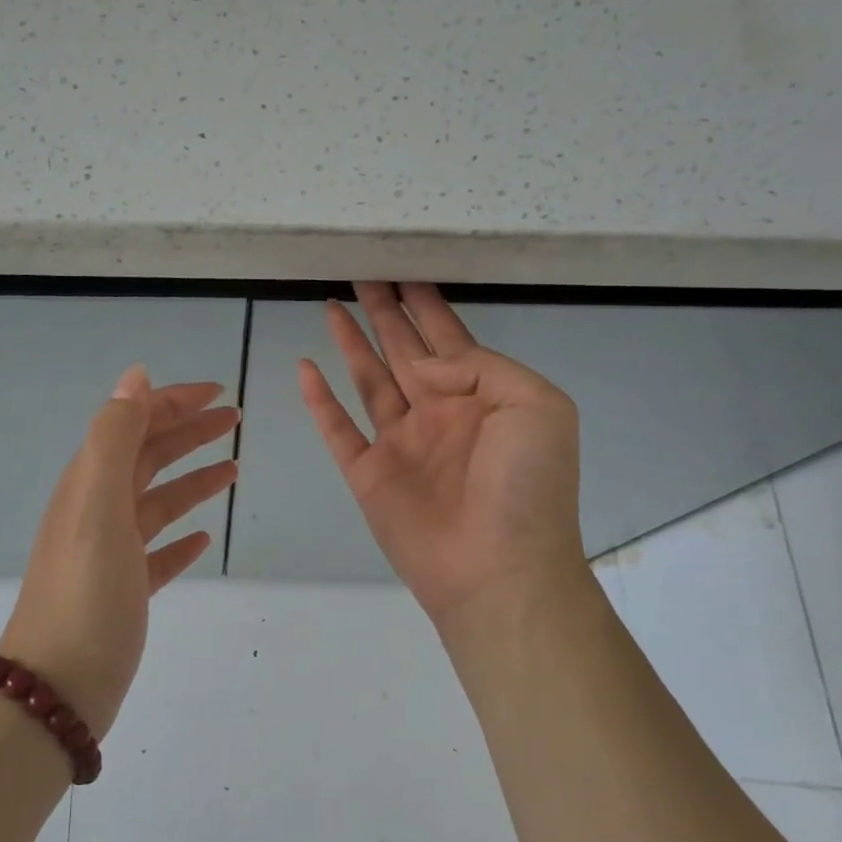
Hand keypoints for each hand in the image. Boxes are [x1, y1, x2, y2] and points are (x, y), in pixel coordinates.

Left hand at [0, 367, 237, 733]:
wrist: (57, 688)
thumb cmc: (85, 593)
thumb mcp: (97, 504)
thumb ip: (114, 437)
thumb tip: (135, 376)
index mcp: (90, 483)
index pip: (134, 424)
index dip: (173, 402)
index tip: (220, 393)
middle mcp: (97, 510)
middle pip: (148, 457)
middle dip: (188, 433)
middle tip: (234, 420)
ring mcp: (110, 552)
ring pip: (157, 502)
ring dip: (192, 480)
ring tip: (233, 470)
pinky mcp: (123, 590)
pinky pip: (157, 551)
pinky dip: (180, 538)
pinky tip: (203, 539)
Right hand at [298, 282, 590, 638]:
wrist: (498, 570)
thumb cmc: (527, 487)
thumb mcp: (536, 406)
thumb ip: (480, 368)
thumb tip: (421, 364)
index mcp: (480, 397)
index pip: (448, 338)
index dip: (426, 306)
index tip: (405, 272)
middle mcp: (437, 413)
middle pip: (403, 350)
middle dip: (385, 313)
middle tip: (363, 275)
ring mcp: (400, 444)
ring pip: (368, 380)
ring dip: (350, 344)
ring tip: (331, 306)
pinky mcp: (368, 474)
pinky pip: (338, 429)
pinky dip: (320, 401)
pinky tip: (305, 368)